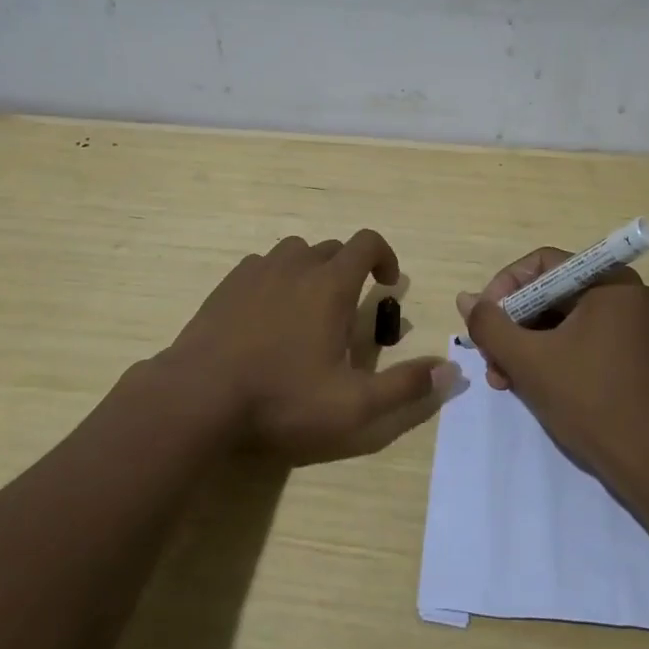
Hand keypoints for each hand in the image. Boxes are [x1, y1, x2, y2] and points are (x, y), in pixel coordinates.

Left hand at [165, 230, 458, 464]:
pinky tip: (269, 314)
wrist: (197, 397)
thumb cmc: (281, 399)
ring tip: (310, 308)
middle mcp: (296, 265)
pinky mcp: (227, 285)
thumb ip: (405, 388)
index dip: (385, 256)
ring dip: (312, 269)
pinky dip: (276, 278)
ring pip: (295, 252)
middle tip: (350, 311)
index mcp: (330, 284)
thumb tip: (452, 372)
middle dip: (351, 269)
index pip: (367, 242)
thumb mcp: (353, 406)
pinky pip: (262, 266)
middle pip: (333, 248)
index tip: (388, 283)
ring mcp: (257, 271)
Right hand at [458, 248, 648, 482]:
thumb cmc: (591, 402)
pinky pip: (579, 341)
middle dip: (512, 325)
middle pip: (550, 293)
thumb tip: (466, 299)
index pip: (542, 265)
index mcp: (609, 282)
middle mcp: (624, 295)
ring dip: (525, 346)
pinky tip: (526, 386)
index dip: (504, 288)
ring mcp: (630, 328)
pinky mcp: (630, 357)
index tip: (483, 322)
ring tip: (502, 379)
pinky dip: (550, 357)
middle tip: (489, 357)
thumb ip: (490, 325)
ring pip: (561, 321)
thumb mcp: (529, 360)